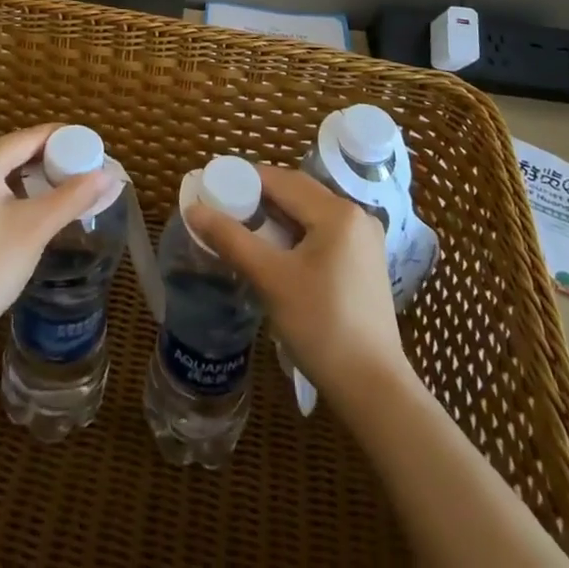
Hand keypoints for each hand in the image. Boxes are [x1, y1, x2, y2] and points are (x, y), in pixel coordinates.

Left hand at [0, 123, 115, 337]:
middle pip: (13, 150)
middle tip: (79, 171)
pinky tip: (27, 202)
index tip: (91, 148)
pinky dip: (6, 187)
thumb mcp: (36, 228)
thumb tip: (109, 174)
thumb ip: (74, 195)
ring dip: (27, 175)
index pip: (30, 137)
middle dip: (47, 159)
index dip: (63, 140)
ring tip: (60, 186)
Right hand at [188, 165, 409, 401]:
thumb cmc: (321, 327)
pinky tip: (275, 251)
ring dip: (277, 217)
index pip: (282, 180)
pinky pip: (322, 232)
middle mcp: (355, 215)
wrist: (374, 391)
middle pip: (298, 193)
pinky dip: (296, 234)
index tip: (214, 184)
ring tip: (243, 228)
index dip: (245, 179)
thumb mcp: (271, 280)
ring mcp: (364, 240)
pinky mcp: (364, 262)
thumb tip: (194, 209)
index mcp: (337, 212)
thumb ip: (232, 240)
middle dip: (260, 197)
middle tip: (223, 207)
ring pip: (310, 213)